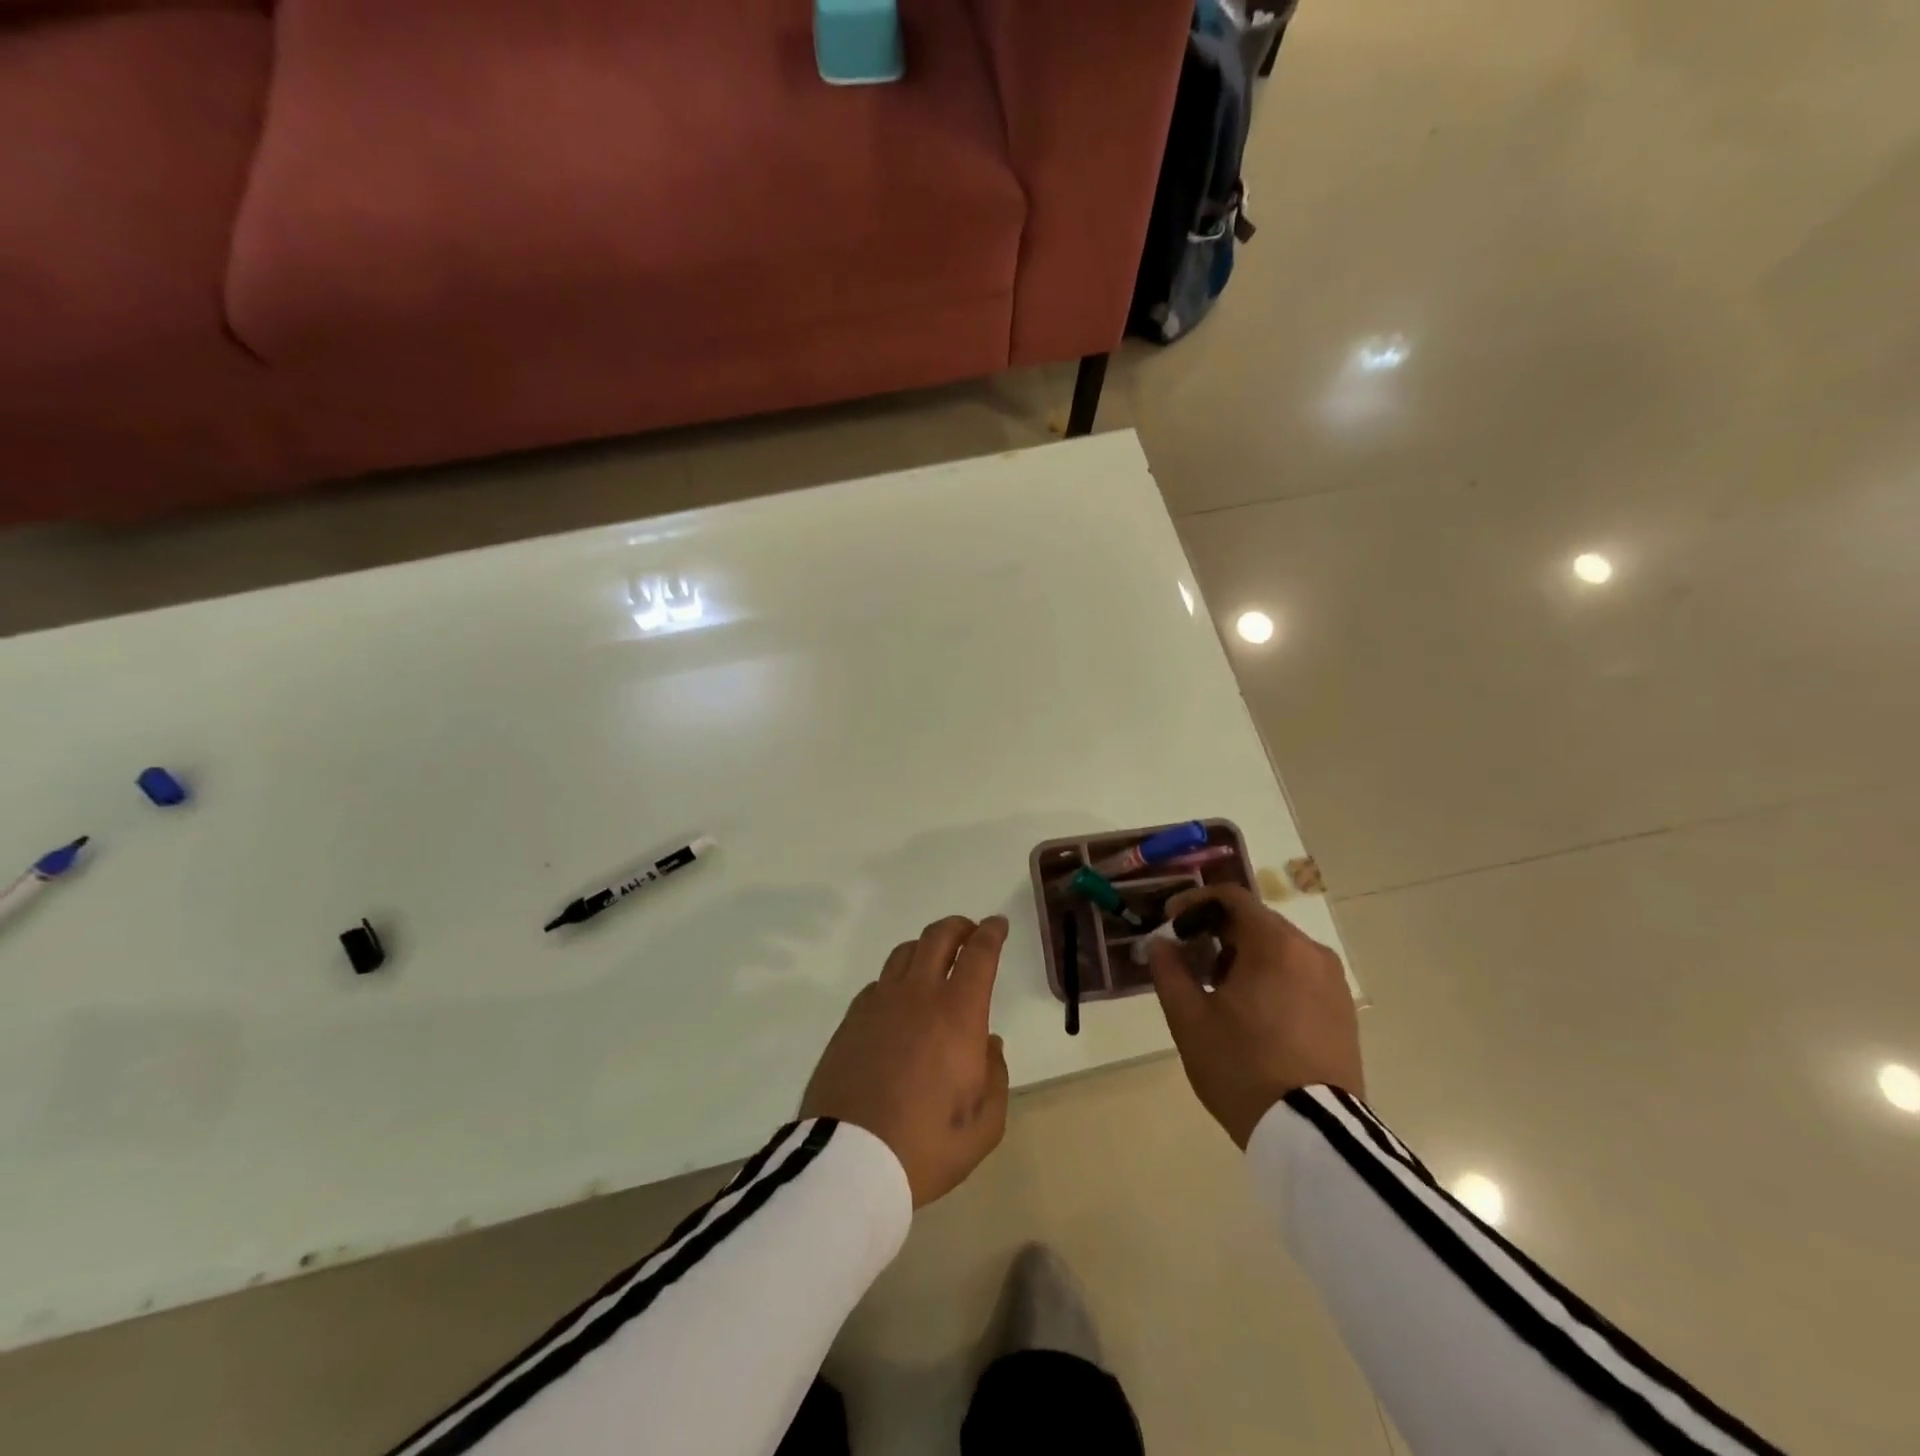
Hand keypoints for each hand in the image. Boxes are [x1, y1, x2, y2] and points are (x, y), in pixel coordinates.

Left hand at [800, 915, 1010, 1207]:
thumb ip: (995, 1076)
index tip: (998, 924)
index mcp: (958, 1013)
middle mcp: (918, 995)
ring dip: (926, 947)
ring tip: (935, 962)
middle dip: (959, 927)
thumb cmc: (926, 1146)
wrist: (848, 1161)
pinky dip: (897, 979)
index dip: (992, 932)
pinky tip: (899, 1001)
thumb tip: (988, 1043)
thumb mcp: (984, 1125)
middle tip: (970, 933)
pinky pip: (878, 982)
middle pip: (938, 937)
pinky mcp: (851, 1019)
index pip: (979, 954)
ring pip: (904, 952)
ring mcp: (879, 1003)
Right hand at [1146, 886, 1362, 1147]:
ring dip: (1243, 955)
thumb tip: (1161, 943)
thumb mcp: (1189, 1019)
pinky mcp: (1343, 1009)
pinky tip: (1251, 1011)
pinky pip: (1299, 974)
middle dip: (1216, 932)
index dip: (1194, 903)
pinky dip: (1270, 976)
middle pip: (1256, 922)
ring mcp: (1333, 981)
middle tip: (1187, 959)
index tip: (1170, 923)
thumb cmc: (1242, 1066)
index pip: (1231, 898)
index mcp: (1274, 944)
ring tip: (1216, 990)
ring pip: (1278, 949)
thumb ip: (1169, 970)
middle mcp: (1310, 951)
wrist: (1312, 1133)